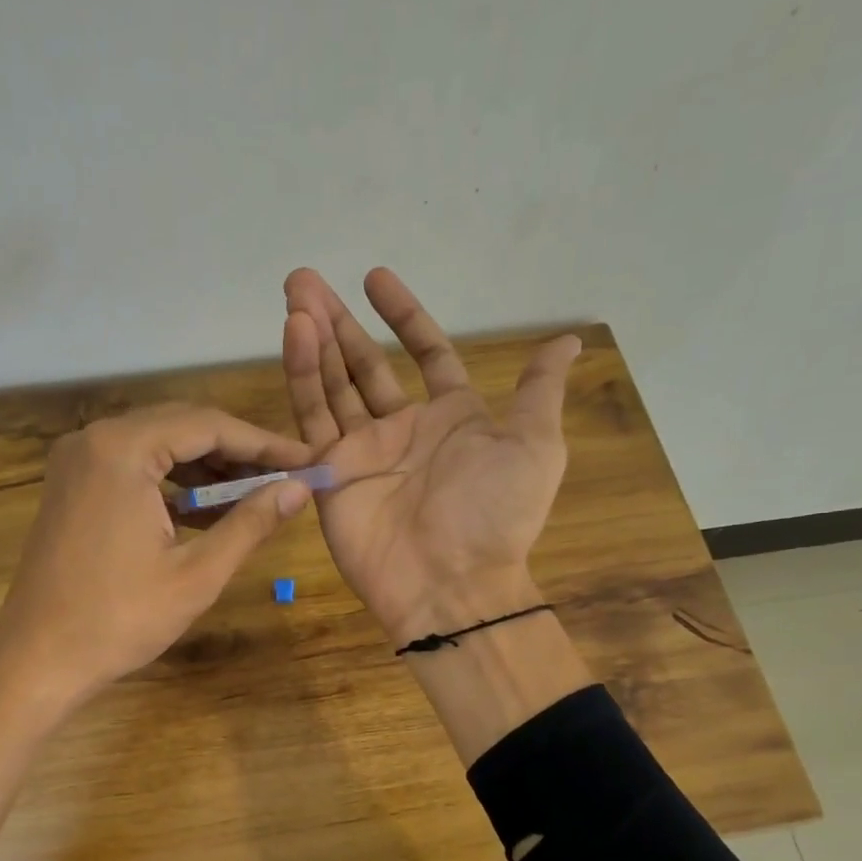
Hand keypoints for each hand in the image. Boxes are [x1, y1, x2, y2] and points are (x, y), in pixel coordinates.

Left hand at [0, 402, 314, 711]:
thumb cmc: (120, 620)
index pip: (209, 426)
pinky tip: (207, 510)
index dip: (264, 444)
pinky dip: (173, 484)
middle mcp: (93, 439)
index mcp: (122, 449)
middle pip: (182, 426)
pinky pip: (133, 468)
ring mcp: (76, 462)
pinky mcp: (71, 486)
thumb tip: (301, 489)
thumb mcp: (197, 574)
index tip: (307, 461)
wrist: (38, 660)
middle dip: (237, 452)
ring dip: (206, 468)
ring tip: (255, 495)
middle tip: (287, 477)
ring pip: (158, 446)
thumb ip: (251, 523)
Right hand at [281, 267, 580, 643]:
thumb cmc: (495, 514)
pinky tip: (295, 335)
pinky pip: (313, 418)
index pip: (424, 354)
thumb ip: (538, 392)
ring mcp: (362, 452)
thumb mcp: (535, 447)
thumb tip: (567, 341)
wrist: (450, 582)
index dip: (403, 316)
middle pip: (366, 365)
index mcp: (452, 418)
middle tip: (306, 280)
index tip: (375, 278)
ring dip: (313, 341)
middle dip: (339, 323)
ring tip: (294, 296)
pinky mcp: (329, 474)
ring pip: (332, 385)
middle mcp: (403, 430)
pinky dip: (303, 376)